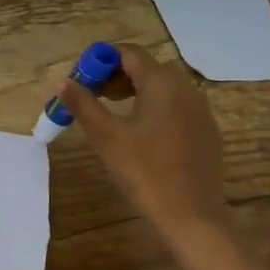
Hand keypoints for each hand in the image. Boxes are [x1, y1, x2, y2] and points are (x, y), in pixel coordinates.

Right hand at [60, 44, 230, 234]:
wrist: (191, 215)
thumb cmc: (144, 172)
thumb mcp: (106, 136)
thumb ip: (83, 104)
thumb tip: (62, 82)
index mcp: (162, 83)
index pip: (128, 53)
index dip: (100, 60)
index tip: (80, 80)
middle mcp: (186, 88)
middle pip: (145, 68)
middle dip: (114, 77)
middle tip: (90, 98)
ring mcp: (200, 110)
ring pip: (161, 88)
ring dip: (132, 92)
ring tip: (110, 115)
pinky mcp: (206, 131)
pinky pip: (175, 107)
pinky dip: (153, 109)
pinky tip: (139, 136)